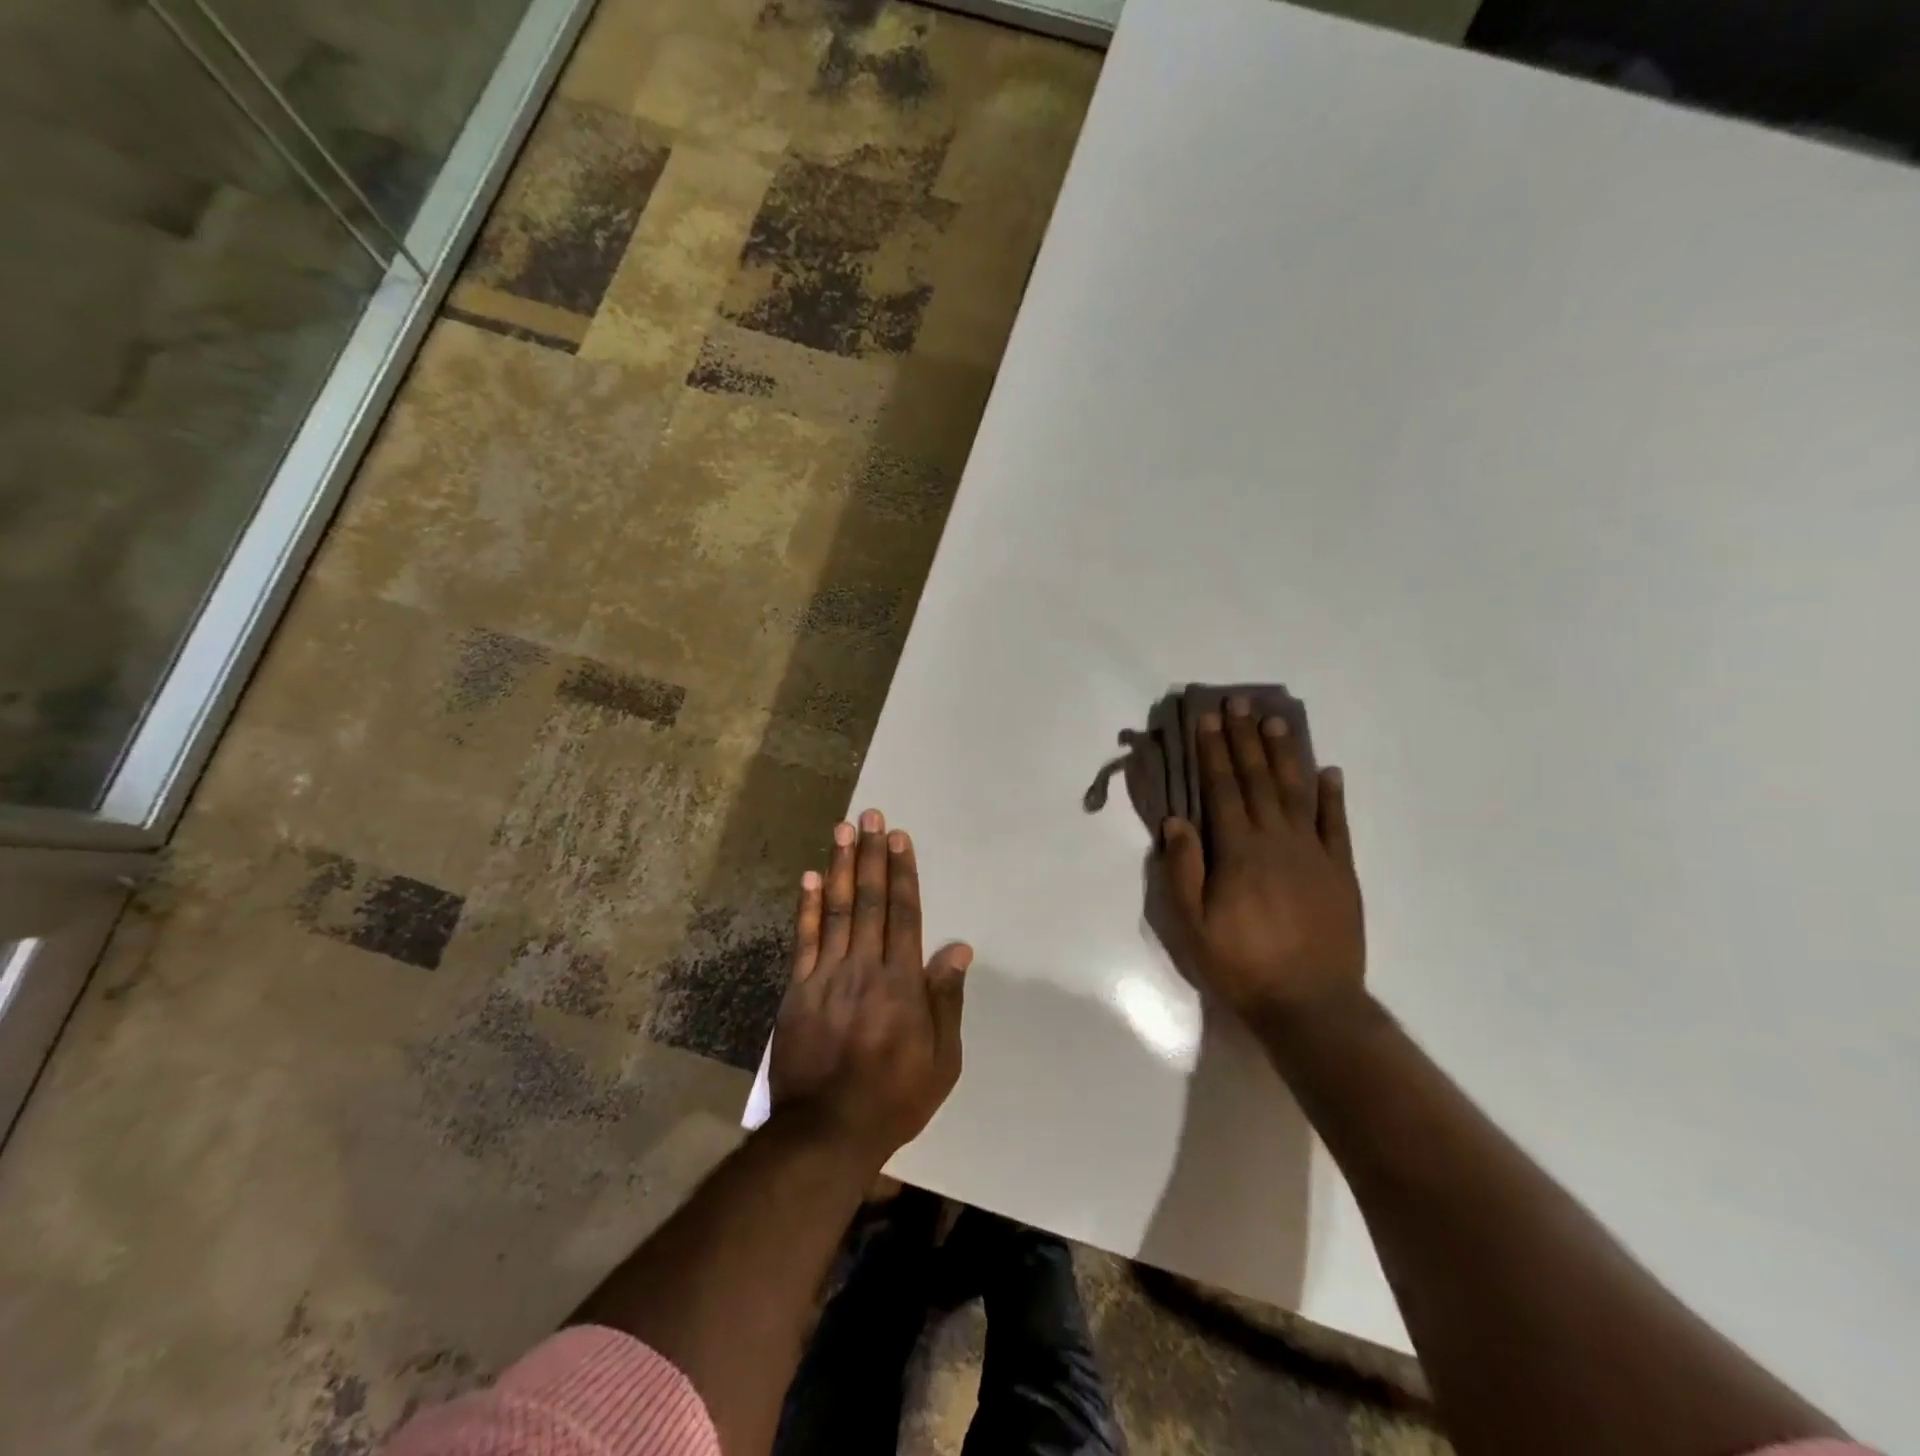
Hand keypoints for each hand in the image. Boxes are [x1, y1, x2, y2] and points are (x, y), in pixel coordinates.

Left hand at [769, 809, 971, 1163]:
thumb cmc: (895, 1097)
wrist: (826, 1132)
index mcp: (902, 983)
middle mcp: (864, 968)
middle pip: (869, 901)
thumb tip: (958, 948)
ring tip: (843, 830)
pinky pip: (803, 940)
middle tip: (871, 816)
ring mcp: (826, 977)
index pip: (904, 914)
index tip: (899, 838)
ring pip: (835, 911)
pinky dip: (806, 908)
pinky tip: (809, 878)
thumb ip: (947, 1000)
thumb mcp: (942, 1060)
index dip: (902, 873)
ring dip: (840, 867)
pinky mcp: (797, 991)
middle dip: (871, 855)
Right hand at [1154, 698, 1364, 1025]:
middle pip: (1258, 779)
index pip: (1222, 788)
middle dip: (1245, 739)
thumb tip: (1177, 821)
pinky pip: (1337, 824)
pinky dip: (1333, 795)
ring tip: (1277, 721)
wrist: (1311, 1006)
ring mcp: (1314, 853)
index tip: (1208, 718)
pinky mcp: (1341, 871)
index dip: (1213, 751)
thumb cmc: (1241, 965)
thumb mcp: (1193, 924)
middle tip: (1240, 703)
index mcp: (1238, 850)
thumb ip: (1184, 869)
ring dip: (1285, 754)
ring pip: (1297, 792)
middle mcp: (1277, 840)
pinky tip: (1330, 771)